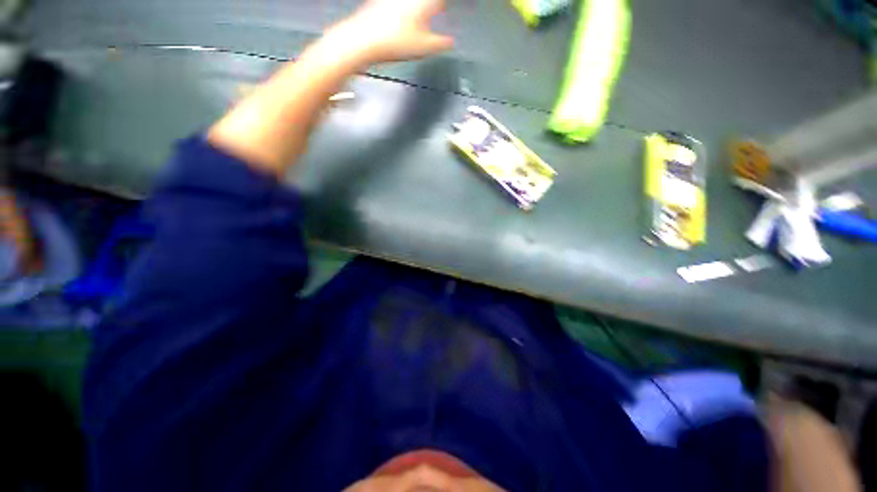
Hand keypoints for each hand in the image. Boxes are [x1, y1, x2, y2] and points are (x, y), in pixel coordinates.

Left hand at [332, 0, 453, 64]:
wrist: (363, 39)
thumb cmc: (396, 42)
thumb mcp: (424, 47)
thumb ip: (441, 44)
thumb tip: (452, 42)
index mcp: (423, 1)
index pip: (439, 2)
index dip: (442, 6)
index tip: (444, 10)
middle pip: (425, 1)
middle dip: (432, 6)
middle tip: (436, 10)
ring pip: (409, 2)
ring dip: (417, 7)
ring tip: (422, 12)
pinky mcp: (380, 2)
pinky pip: (397, 4)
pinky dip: (403, 9)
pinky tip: (402, 16)